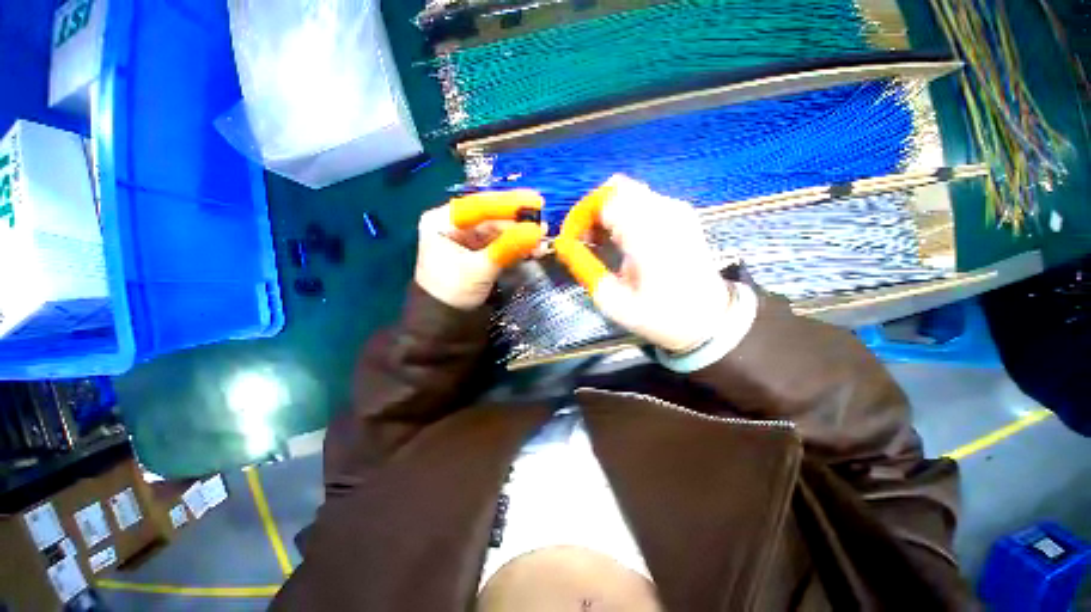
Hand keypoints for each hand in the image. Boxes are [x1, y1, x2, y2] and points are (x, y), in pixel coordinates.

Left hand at [415, 190, 544, 309]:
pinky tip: (534, 250)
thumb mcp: (480, 268)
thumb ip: (508, 247)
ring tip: (542, 242)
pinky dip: (517, 248)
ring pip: (499, 233)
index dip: (509, 203)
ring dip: (521, 237)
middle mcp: (454, 226)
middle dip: (518, 224)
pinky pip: (501, 245)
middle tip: (544, 225)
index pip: (479, 206)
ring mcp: (467, 241)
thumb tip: (538, 231)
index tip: (535, 201)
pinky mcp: (479, 254)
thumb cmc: (453, 292)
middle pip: (491, 219)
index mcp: (443, 221)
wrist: (444, 324)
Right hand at [576, 175, 746, 353]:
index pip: (604, 200)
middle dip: (593, 211)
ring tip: (602, 242)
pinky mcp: (683, 215)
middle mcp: (664, 212)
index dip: (580, 215)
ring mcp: (677, 210)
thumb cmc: (660, 315)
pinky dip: (626, 214)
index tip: (571, 239)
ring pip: (630, 192)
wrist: (709, 320)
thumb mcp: (614, 301)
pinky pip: (645, 201)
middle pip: (617, 188)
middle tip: (585, 239)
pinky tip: (624, 240)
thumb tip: (564, 245)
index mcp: (647, 234)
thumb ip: (584, 268)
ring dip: (609, 212)